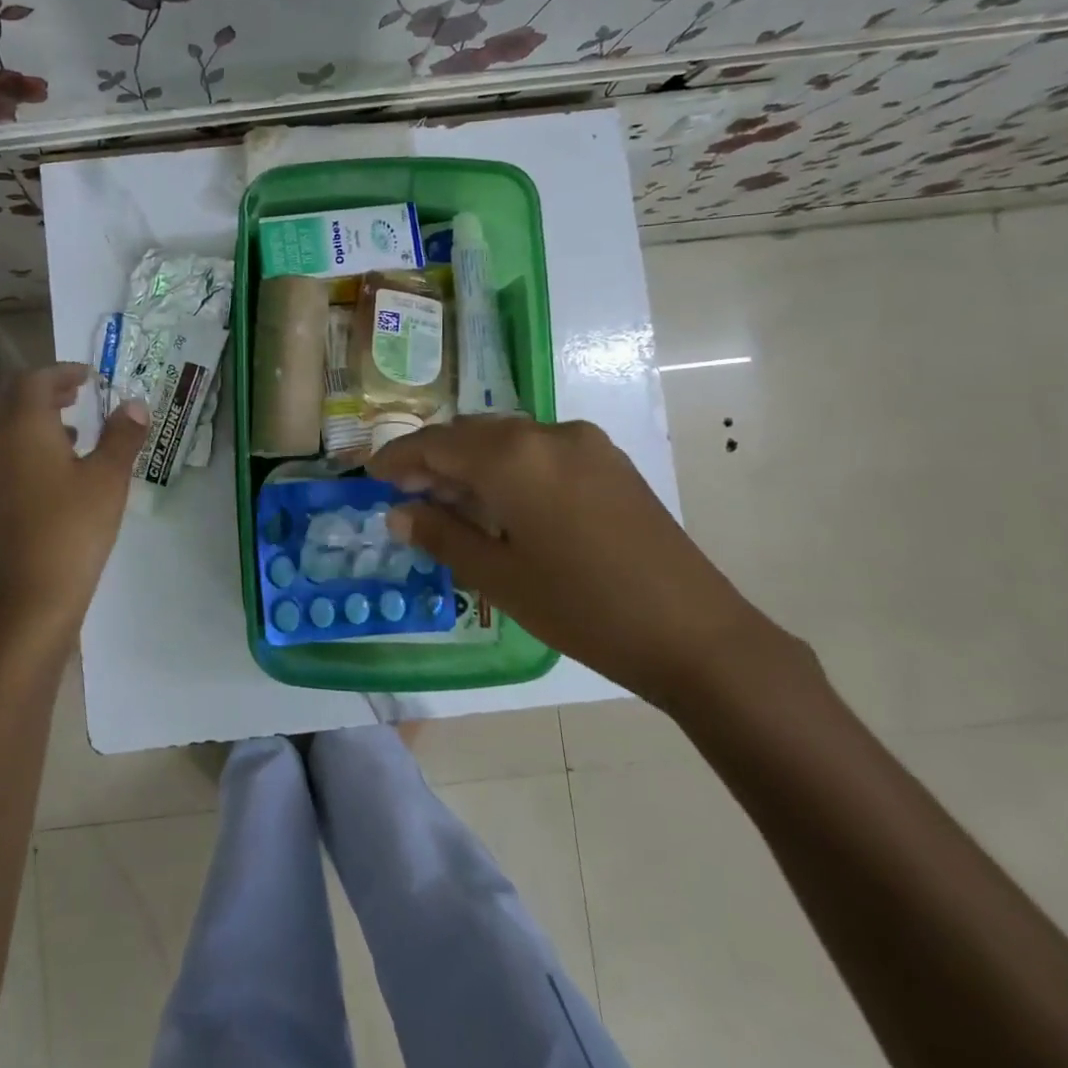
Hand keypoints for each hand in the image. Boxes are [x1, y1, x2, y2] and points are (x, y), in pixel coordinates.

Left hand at [0, 363, 147, 650]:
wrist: (32, 599)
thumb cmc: (74, 530)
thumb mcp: (108, 478)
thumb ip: (122, 436)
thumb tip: (135, 404)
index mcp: (24, 429)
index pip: (35, 381)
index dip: (63, 372)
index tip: (91, 376)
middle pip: (13, 401)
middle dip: (46, 391)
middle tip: (80, 394)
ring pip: (7, 430)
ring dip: (37, 420)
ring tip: (76, 430)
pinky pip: (6, 457)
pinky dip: (30, 448)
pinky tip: (59, 472)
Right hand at [370, 416, 787, 709]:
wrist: (696, 634)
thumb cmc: (582, 607)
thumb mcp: (497, 576)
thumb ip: (441, 535)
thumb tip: (397, 513)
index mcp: (512, 456)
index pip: (435, 444)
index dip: (398, 458)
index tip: (370, 476)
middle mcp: (546, 433)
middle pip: (470, 434)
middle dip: (433, 459)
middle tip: (406, 494)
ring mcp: (584, 444)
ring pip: (506, 439)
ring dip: (471, 462)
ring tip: (449, 502)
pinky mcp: (610, 462)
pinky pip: (539, 450)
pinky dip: (508, 467)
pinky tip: (502, 503)